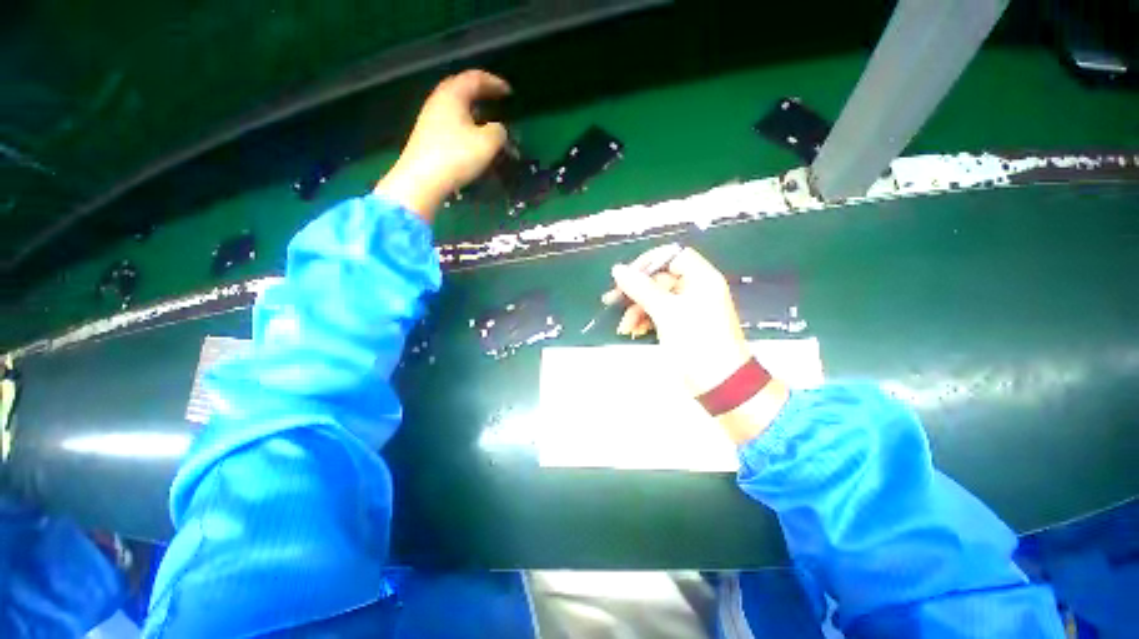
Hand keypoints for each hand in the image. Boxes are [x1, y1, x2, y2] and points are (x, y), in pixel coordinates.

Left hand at [375, 70, 510, 220]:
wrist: (422, 180)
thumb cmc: (456, 157)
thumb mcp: (487, 143)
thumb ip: (498, 132)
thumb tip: (498, 129)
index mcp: (453, 95)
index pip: (475, 78)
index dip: (494, 82)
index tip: (509, 92)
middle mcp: (439, 101)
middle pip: (462, 88)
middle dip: (481, 92)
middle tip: (496, 99)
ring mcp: (430, 118)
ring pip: (455, 105)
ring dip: (473, 109)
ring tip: (486, 118)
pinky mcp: (427, 135)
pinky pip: (450, 120)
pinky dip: (465, 122)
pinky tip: (471, 135)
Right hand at [607, 245, 789, 443]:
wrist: (719, 383)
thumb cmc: (696, 341)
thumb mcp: (666, 312)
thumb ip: (641, 288)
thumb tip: (617, 269)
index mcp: (701, 278)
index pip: (672, 256)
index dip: (648, 263)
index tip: (628, 276)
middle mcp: (695, 289)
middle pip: (660, 279)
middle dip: (636, 291)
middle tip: (612, 301)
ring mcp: (688, 308)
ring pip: (656, 298)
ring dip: (637, 309)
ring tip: (625, 327)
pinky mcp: (681, 324)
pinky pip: (659, 313)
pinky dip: (645, 320)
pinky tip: (634, 331)